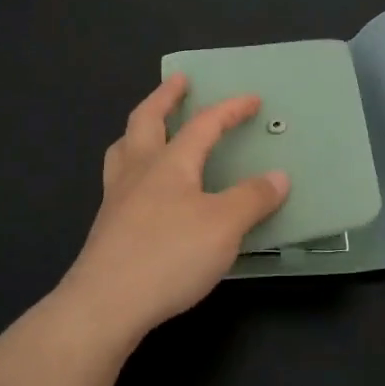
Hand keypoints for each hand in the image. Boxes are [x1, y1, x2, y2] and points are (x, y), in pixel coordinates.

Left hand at [56, 75, 290, 346]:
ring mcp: (117, 197)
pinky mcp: (107, 226)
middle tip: (179, 81)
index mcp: (170, 162)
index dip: (230, 110)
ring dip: (139, 129)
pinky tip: (141, 187)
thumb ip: (252, 199)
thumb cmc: (169, 255)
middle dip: (165, 97)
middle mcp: (139, 170)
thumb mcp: (224, 227)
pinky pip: (119, 178)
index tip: (251, 99)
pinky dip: (132, 166)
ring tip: (149, 126)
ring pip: (123, 147)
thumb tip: (279, 176)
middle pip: (146, 119)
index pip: (204, 124)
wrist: (105, 303)